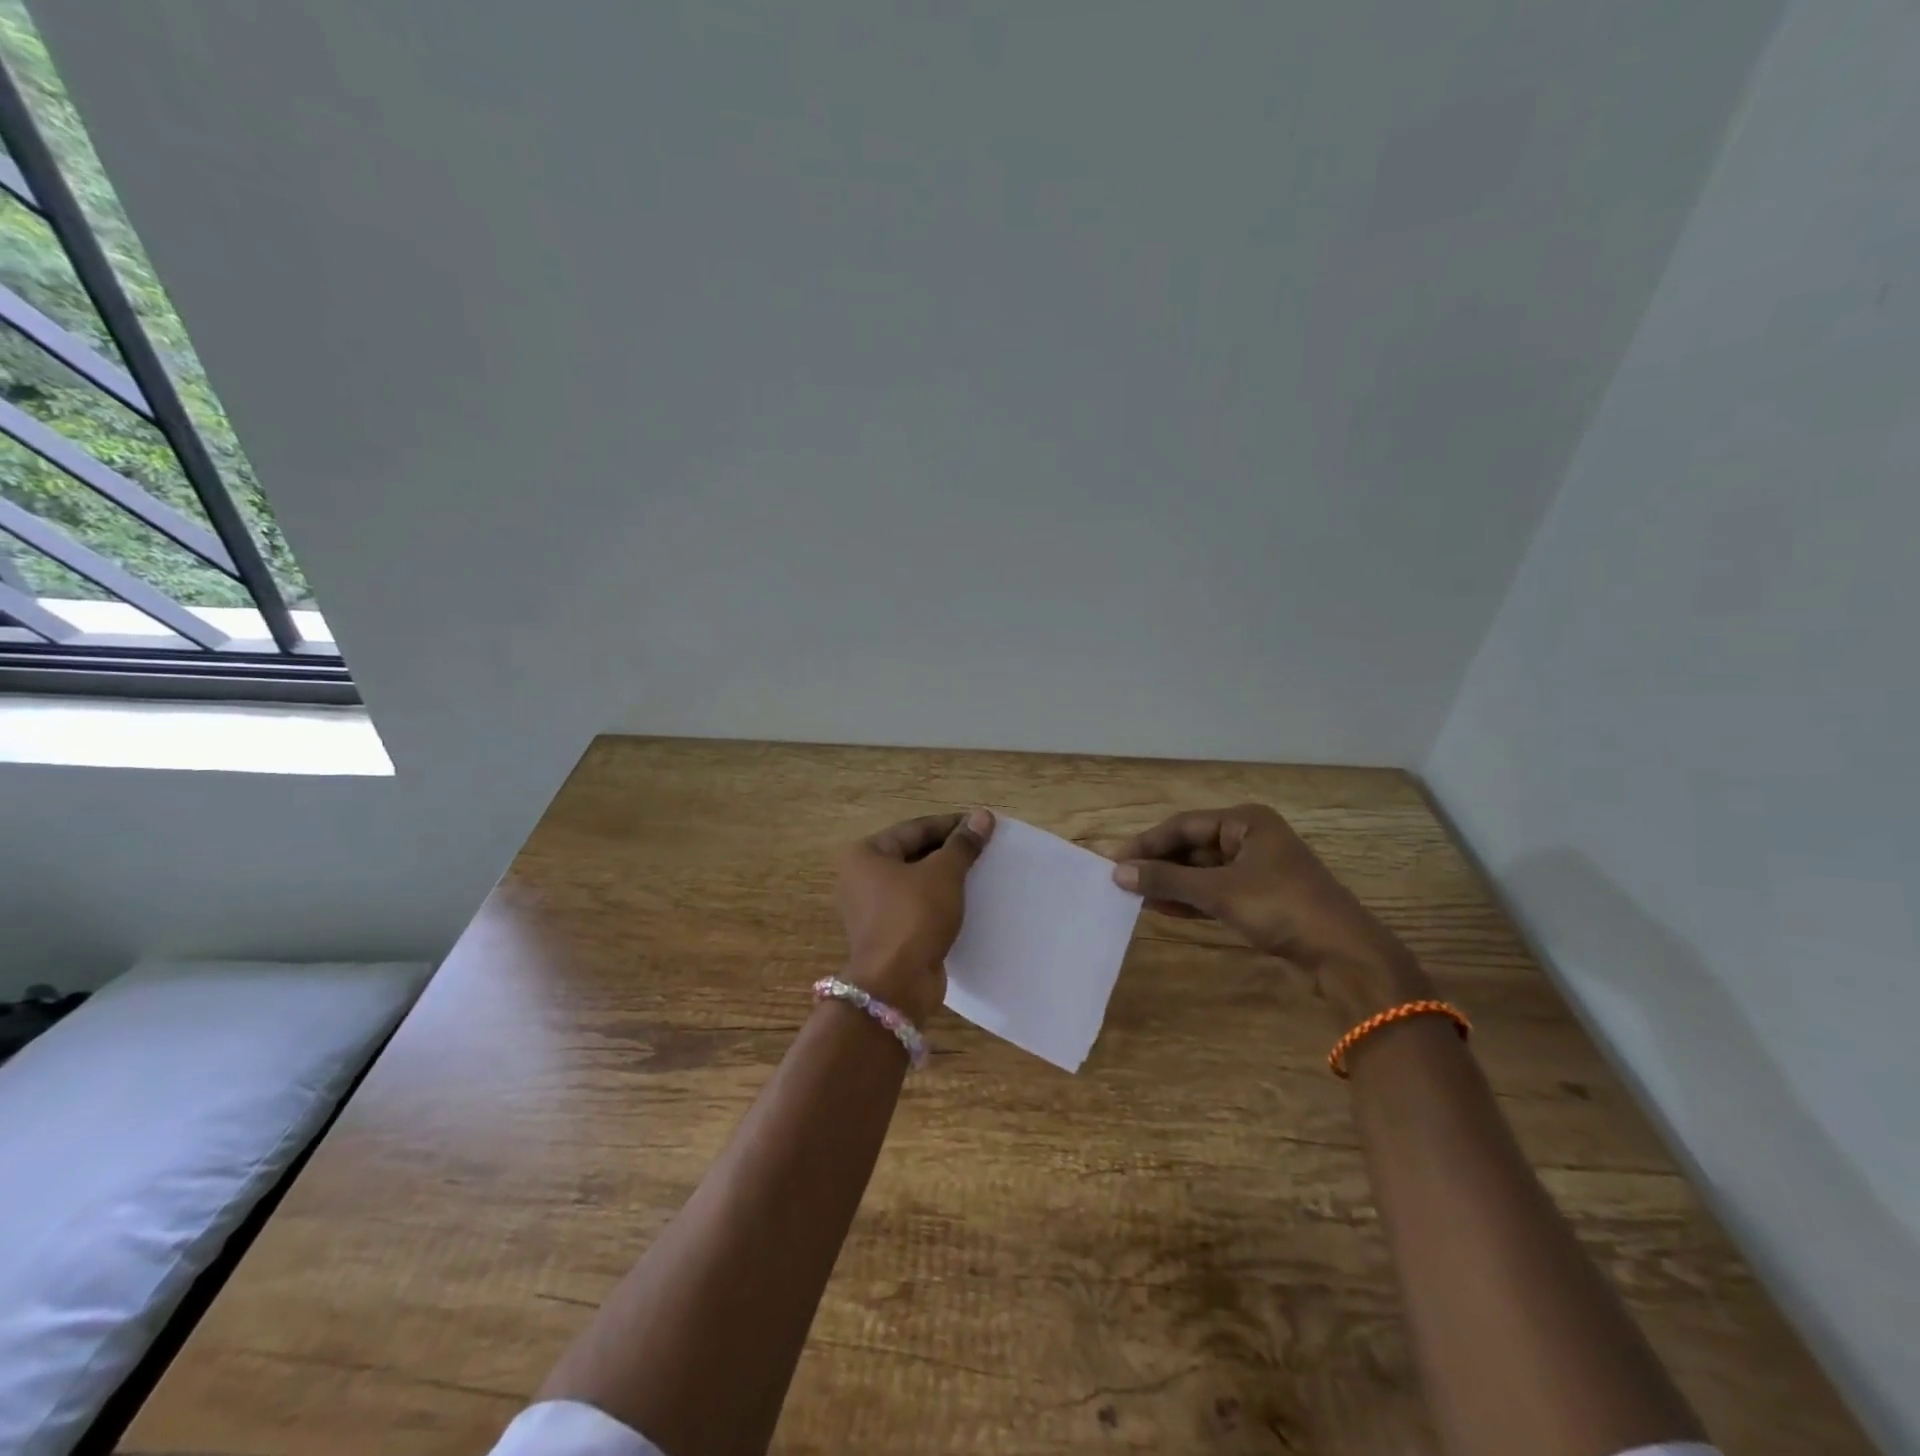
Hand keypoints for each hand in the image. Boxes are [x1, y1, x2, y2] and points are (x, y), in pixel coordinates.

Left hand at [835, 808, 993, 1025]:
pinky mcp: (886, 934)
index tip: (984, 825)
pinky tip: (966, 903)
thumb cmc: (914, 917)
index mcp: (866, 854)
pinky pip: (916, 908)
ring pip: (916, 883)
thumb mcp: (943, 874)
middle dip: (949, 852)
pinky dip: (939, 903)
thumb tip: (982, 816)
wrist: (896, 986)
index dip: (952, 825)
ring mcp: (871, 909)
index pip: (916, 829)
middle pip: (913, 854)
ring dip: (946, 878)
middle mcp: (861, 878)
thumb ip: (963, 844)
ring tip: (981, 874)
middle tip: (985, 849)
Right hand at [1112, 804, 1411, 978]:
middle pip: (1192, 847)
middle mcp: (1250, 838)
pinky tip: (1164, 910)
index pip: (1183, 826)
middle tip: (1122, 882)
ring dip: (1171, 884)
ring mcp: (1257, 869)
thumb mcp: (1219, 892)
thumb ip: (1167, 880)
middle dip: (1159, 865)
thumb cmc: (1281, 908)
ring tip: (1136, 898)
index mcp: (1245, 822)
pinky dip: (1190, 899)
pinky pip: (1215, 891)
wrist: (1345, 956)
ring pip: (1202, 871)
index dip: (1147, 843)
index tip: (1115, 863)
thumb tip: (1118, 873)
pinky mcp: (1261, 898)